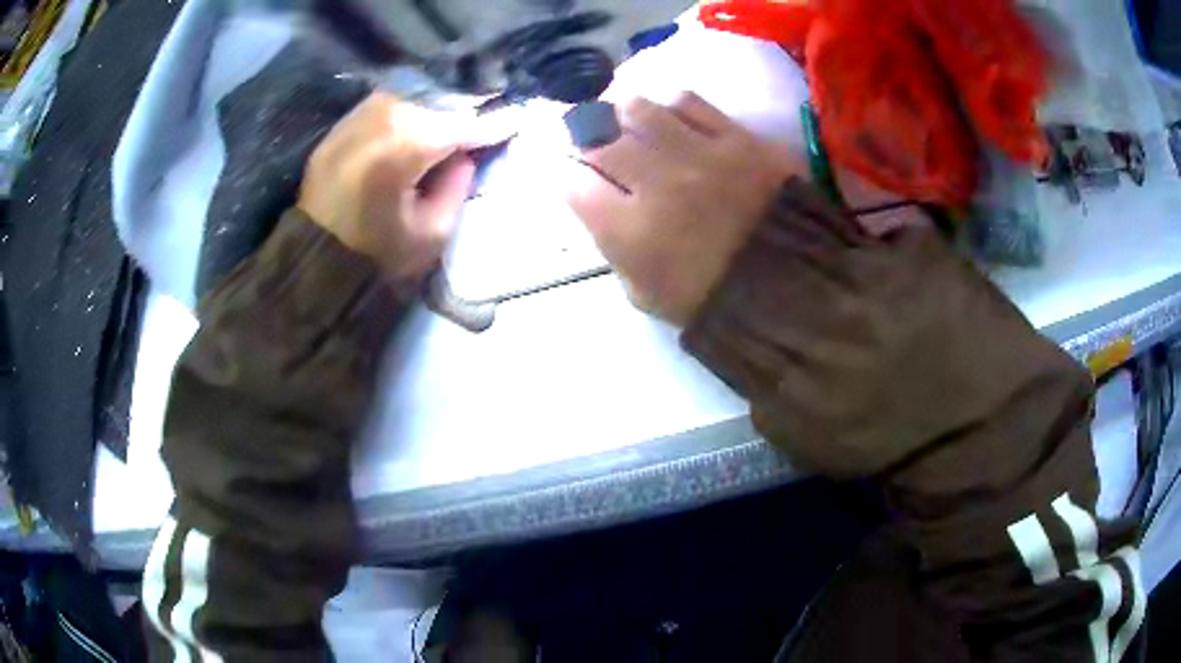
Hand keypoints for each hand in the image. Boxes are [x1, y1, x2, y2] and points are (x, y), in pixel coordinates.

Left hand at [299, 93, 506, 281]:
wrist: (312, 259)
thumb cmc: (374, 256)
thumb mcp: (431, 234)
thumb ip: (457, 187)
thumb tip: (465, 155)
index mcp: (404, 148)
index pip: (461, 126)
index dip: (493, 124)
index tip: (518, 118)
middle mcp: (380, 119)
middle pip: (437, 102)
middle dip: (464, 110)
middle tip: (484, 119)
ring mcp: (356, 117)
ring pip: (411, 96)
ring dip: (435, 106)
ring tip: (452, 119)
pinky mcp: (341, 125)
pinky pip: (385, 104)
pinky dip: (408, 109)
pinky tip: (418, 121)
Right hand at [563, 93, 795, 325]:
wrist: (792, 288)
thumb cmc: (713, 299)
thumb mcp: (644, 293)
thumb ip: (613, 248)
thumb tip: (600, 204)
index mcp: (630, 233)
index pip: (573, 183)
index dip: (569, 177)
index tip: (578, 179)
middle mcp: (658, 184)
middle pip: (599, 138)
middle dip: (588, 140)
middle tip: (596, 142)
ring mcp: (700, 155)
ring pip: (639, 108)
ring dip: (622, 112)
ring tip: (627, 119)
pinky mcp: (739, 139)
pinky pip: (690, 102)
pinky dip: (670, 105)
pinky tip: (669, 116)